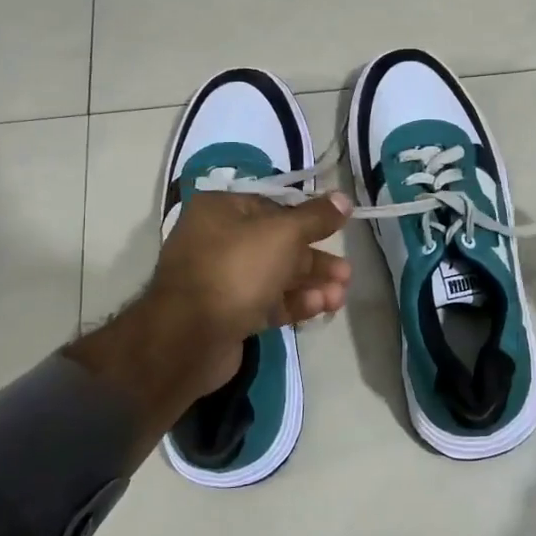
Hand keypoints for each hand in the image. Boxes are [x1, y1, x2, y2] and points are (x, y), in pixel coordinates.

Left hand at [66, 191, 352, 448]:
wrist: (189, 338)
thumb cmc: (236, 270)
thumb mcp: (283, 234)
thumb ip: (316, 217)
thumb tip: (343, 198)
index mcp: (221, 210)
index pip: (273, 206)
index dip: (308, 219)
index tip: (337, 230)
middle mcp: (218, 240)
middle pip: (278, 245)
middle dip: (315, 260)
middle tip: (346, 273)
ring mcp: (222, 279)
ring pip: (276, 276)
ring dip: (311, 284)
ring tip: (340, 296)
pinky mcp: (229, 313)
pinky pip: (267, 302)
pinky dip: (294, 304)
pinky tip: (320, 307)